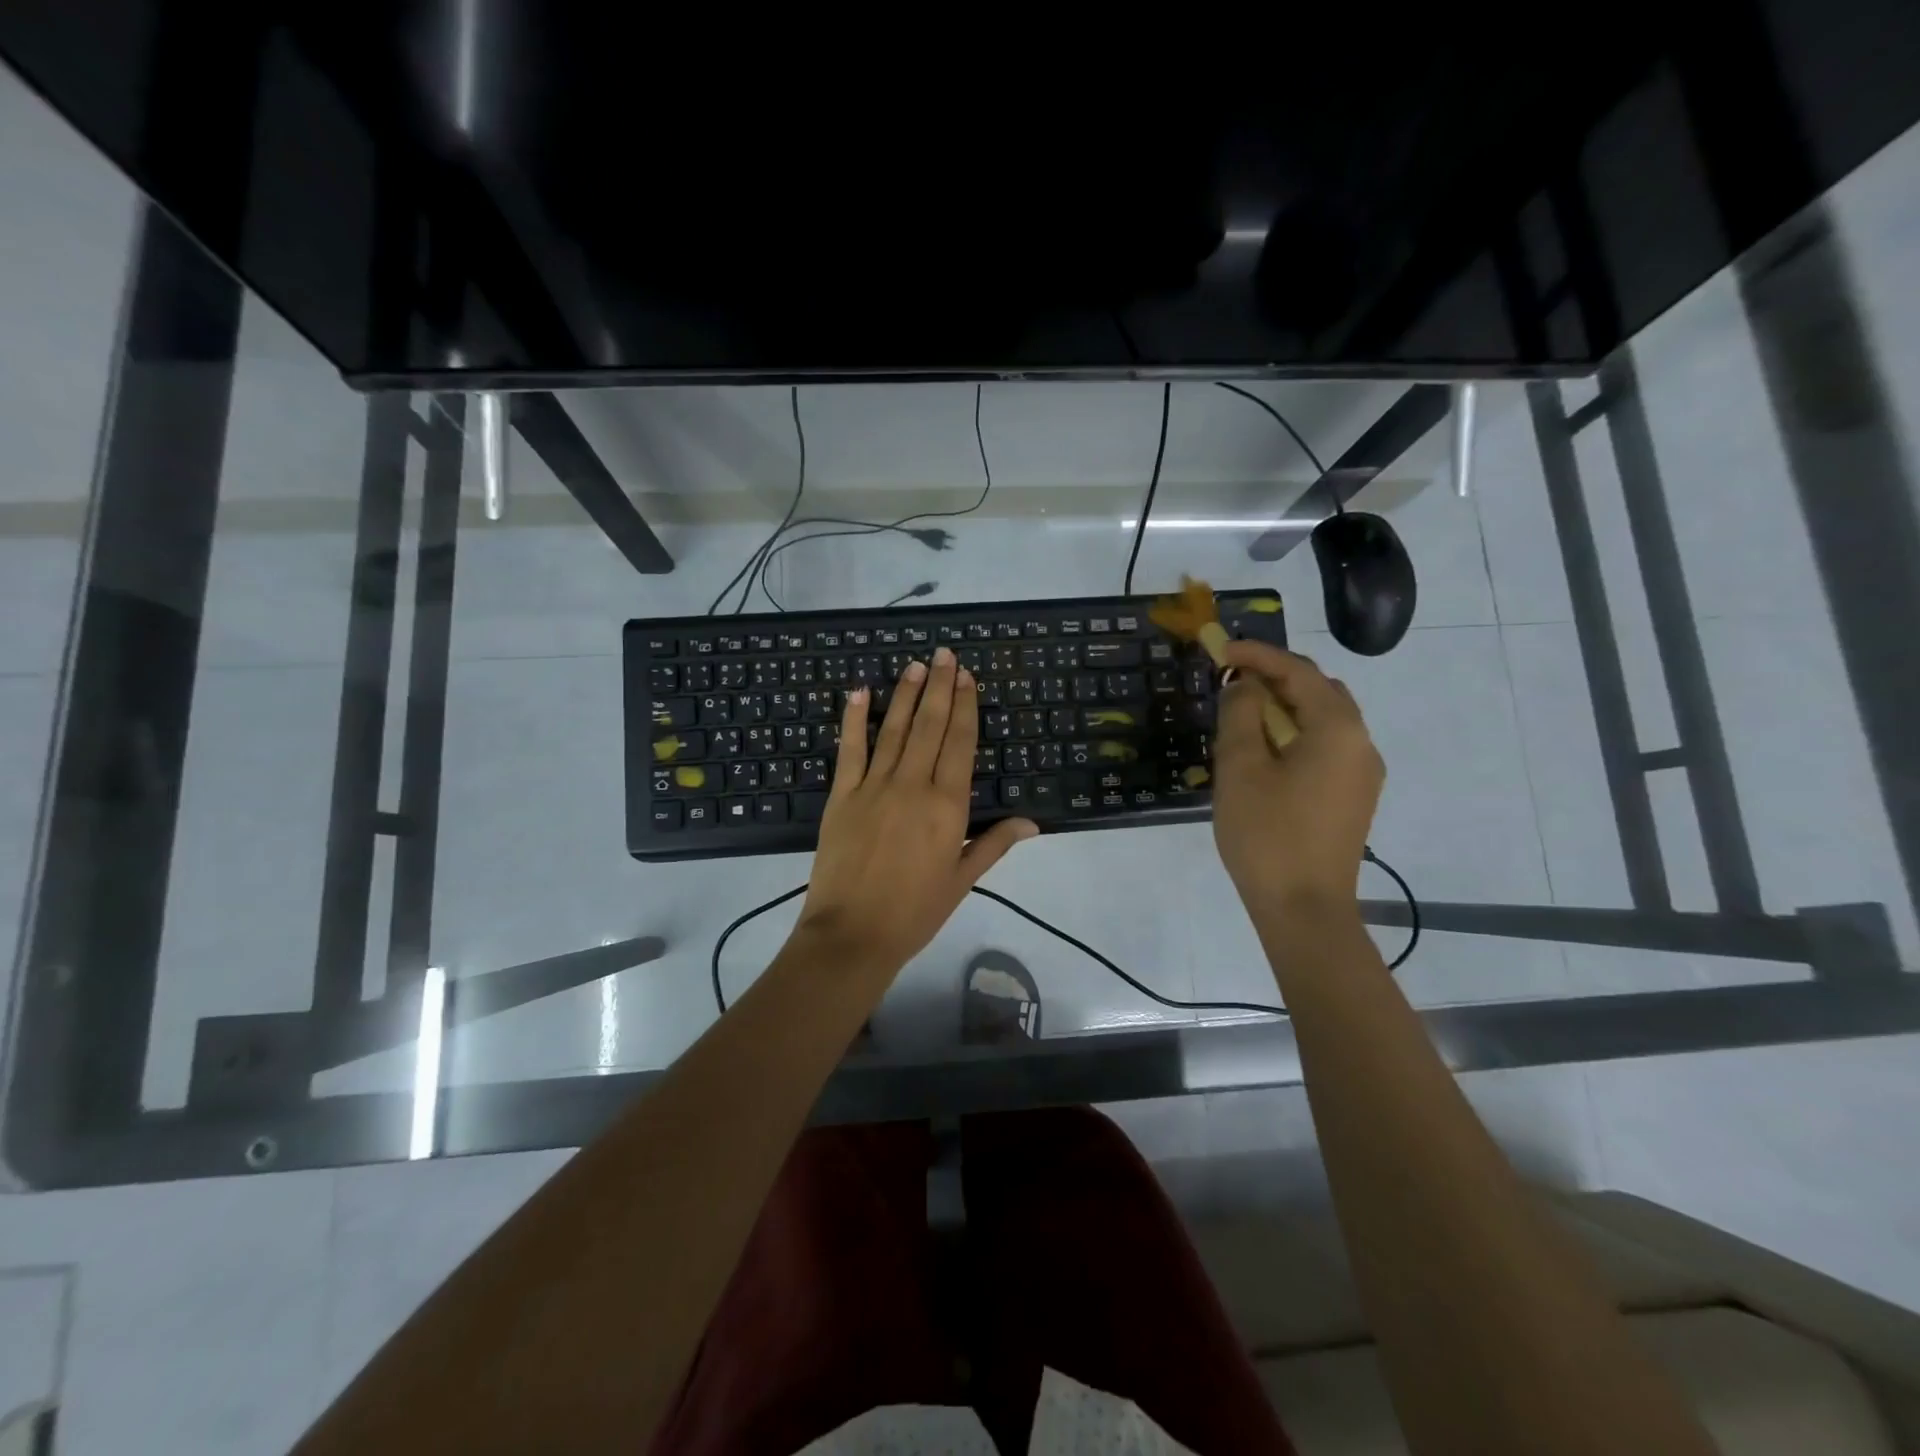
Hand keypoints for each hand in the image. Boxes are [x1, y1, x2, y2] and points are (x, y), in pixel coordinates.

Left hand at [797, 646, 1037, 980]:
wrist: (853, 935)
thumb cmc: (915, 911)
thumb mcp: (962, 879)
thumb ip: (994, 844)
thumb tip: (1032, 821)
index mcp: (948, 805)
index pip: (960, 743)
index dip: (965, 707)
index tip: (967, 676)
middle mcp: (913, 785)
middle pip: (929, 726)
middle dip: (939, 687)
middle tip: (944, 654)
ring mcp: (874, 786)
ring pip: (893, 730)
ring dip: (905, 694)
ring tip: (915, 664)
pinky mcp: (841, 795)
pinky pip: (849, 749)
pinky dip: (853, 719)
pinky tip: (860, 691)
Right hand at [1211, 641, 1383, 911]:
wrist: (1304, 909)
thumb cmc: (1267, 834)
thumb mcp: (1240, 768)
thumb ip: (1241, 714)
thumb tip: (1245, 686)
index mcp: (1338, 729)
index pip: (1298, 672)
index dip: (1257, 655)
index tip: (1219, 650)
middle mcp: (1361, 743)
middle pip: (1319, 691)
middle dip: (1275, 678)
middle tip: (1231, 681)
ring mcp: (1363, 773)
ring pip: (1325, 720)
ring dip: (1285, 707)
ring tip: (1242, 716)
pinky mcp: (1354, 797)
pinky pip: (1327, 747)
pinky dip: (1296, 734)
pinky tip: (1265, 753)